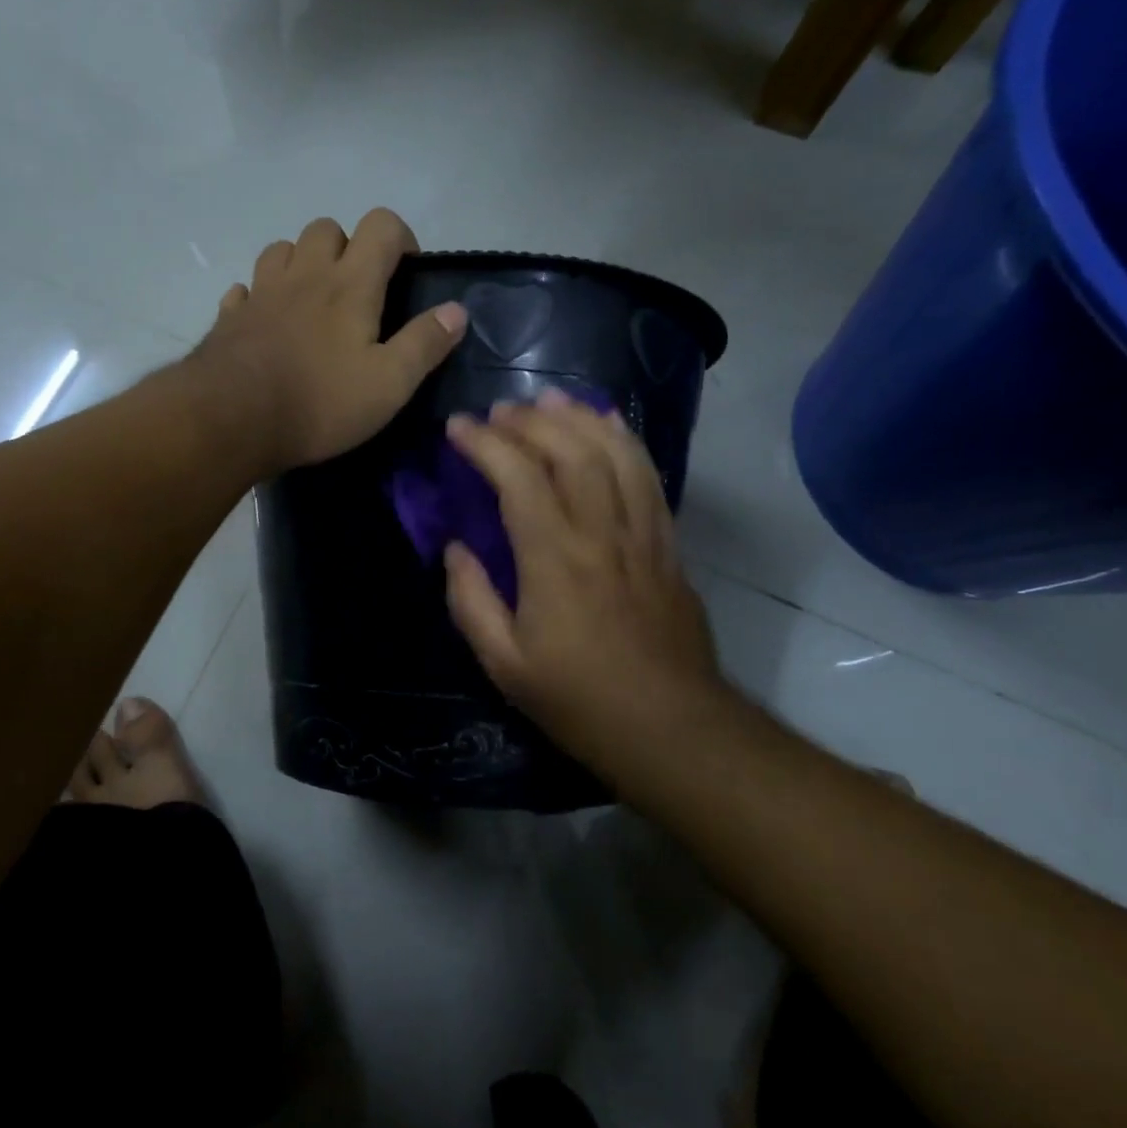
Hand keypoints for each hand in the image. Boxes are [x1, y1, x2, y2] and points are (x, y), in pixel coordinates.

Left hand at [197, 209, 467, 472]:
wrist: (232, 420)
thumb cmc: (320, 402)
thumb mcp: (389, 384)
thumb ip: (424, 344)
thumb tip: (457, 310)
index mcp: (350, 284)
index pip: (381, 225)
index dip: (400, 237)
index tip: (406, 271)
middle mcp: (304, 275)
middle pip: (326, 228)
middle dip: (347, 247)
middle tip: (357, 290)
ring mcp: (261, 292)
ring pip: (281, 250)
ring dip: (300, 263)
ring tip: (312, 301)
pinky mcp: (229, 317)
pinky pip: (245, 289)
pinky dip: (259, 296)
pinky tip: (267, 322)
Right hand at [442, 390, 731, 780]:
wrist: (670, 728)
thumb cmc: (578, 700)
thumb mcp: (504, 664)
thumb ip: (471, 600)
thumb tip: (456, 549)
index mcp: (553, 560)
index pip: (517, 478)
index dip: (485, 443)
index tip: (457, 427)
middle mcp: (601, 533)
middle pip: (571, 451)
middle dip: (531, 420)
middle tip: (499, 411)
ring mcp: (642, 534)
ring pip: (615, 453)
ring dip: (580, 417)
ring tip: (551, 399)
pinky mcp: (667, 544)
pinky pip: (649, 476)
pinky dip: (626, 441)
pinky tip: (609, 424)